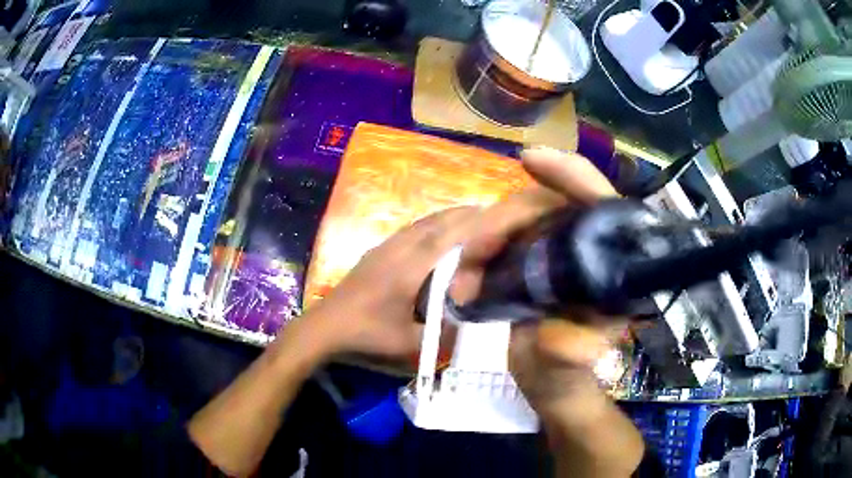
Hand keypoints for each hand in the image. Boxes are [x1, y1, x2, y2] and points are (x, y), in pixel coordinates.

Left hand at [308, 206, 482, 358]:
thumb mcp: (409, 344)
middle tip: (486, 212)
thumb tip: (467, 323)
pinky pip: (409, 230)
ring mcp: (384, 249)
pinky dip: (429, 225)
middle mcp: (397, 251)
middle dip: (461, 214)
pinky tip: (434, 233)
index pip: (444, 239)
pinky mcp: (376, 253)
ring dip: (444, 218)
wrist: (325, 327)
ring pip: (420, 224)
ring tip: (467, 217)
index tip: (491, 214)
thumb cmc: (366, 335)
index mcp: (408, 270)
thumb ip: (441, 335)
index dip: (469, 224)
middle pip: (433, 223)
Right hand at [449, 147, 623, 412]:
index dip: (570, 175)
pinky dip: (483, 248)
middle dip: (506, 220)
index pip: (602, 204)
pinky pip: (507, 239)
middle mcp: (589, 251)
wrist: (548, 388)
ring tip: (464, 274)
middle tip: (473, 253)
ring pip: (522, 219)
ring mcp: (559, 255)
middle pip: (549, 205)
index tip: (528, 161)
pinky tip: (468, 269)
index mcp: (612, 270)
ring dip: (487, 237)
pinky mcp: (534, 263)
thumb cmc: (566, 379)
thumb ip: (568, 354)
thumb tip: (562, 338)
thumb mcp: (566, 370)